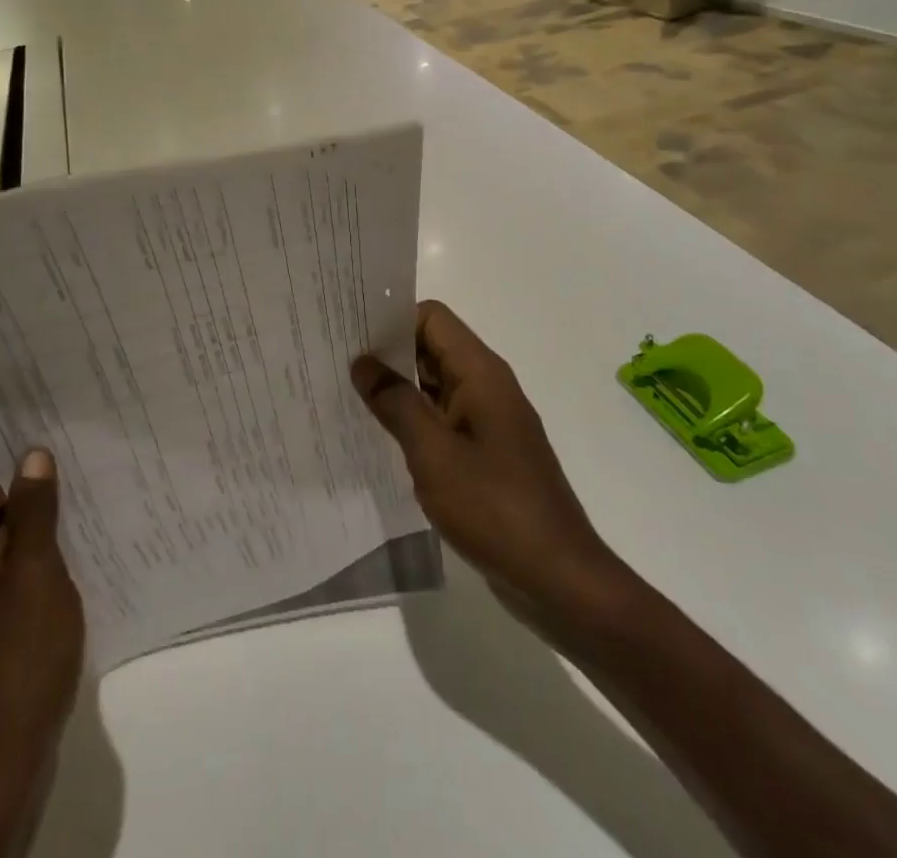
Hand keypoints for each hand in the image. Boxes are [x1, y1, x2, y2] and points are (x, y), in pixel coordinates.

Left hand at [0, 438, 84, 857]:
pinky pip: (0, 568)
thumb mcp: (33, 578)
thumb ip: (32, 512)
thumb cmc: (11, 670)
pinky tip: (76, 541)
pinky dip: (30, 548)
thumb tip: (32, 455)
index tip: (39, 419)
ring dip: (29, 510)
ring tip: (85, 484)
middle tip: (74, 445)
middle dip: (18, 470)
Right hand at [352, 301, 617, 633]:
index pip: (431, 318)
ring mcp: (488, 420)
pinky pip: (443, 418)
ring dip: (398, 388)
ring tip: (349, 397)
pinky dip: (414, 419)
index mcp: (481, 373)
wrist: (558, 578)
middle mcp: (487, 386)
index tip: (351, 336)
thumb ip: (395, 402)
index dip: (392, 321)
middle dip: (388, 353)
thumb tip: (363, 363)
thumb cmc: (494, 508)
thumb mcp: (433, 453)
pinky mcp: (486, 452)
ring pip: (435, 384)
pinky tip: (381, 437)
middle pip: (432, 347)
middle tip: (338, 364)